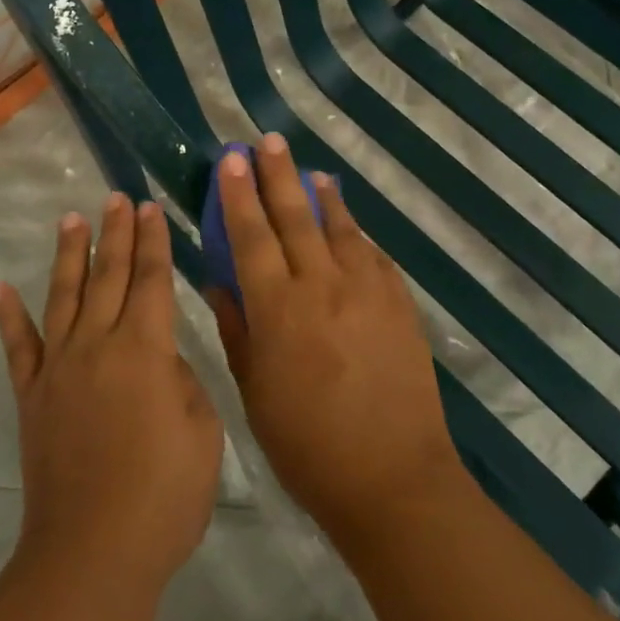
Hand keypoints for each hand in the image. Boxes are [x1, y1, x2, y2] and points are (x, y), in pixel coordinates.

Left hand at [0, 193, 223, 605]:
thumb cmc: (164, 496)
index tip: (150, 208)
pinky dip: (7, 316)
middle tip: (117, 198)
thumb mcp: (202, 431)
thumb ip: (181, 380)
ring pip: (64, 297)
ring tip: (70, 219)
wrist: (94, 552)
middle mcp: (97, 345)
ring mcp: (58, 369)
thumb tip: (158, 358)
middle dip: (115, 233)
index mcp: (144, 350)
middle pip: (108, 276)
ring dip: (69, 255)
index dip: (153, 242)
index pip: (150, 280)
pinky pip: (17, 347)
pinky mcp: (31, 396)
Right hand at [206, 135, 465, 551]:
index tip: (230, 161)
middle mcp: (323, 287)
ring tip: (310, 171)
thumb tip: (219, 281)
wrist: (393, 479)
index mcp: (279, 310)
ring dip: (323, 197)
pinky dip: (358, 235)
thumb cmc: (308, 446)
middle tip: (267, 142)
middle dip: (278, 176)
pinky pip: (375, 257)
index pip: (251, 237)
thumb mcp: (255, 392)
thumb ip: (237, 329)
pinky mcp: (400, 306)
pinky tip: (351, 227)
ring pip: (341, 230)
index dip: (238, 196)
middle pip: (296, 218)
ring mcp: (368, 293)